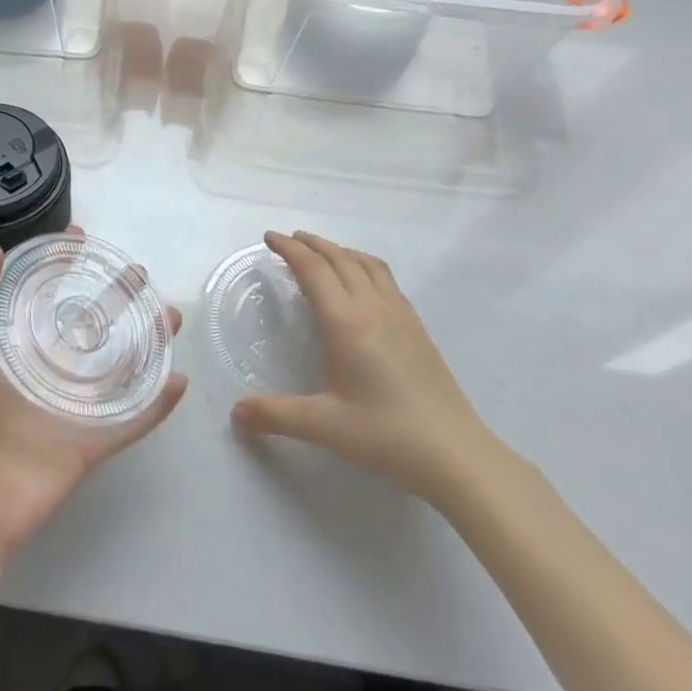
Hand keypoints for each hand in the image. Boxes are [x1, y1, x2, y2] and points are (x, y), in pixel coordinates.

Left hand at [0, 238, 186, 568]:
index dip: (60, 267)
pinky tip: (178, 381)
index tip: (81, 239)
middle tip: (139, 274)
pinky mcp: (90, 444)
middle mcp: (45, 372)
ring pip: (119, 366)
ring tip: (171, 316)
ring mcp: (71, 408)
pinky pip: (130, 421)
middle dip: (116, 298)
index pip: (42, 296)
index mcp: (11, 350)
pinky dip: (156, 405)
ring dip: (148, 341)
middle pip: (89, 325)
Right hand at [231, 231, 491, 497]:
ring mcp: (400, 314)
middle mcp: (372, 307)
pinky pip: (385, 277)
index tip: (269, 238)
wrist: (455, 452)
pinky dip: (362, 264)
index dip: (289, 249)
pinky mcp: (417, 326)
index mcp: (346, 322)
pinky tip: (362, 283)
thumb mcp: (325, 426)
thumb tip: (236, 412)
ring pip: (365, 263)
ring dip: (339, 250)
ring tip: (322, 253)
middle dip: (311, 243)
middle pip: (339, 258)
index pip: (313, 270)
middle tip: (288, 240)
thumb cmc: (386, 435)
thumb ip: (276, 415)